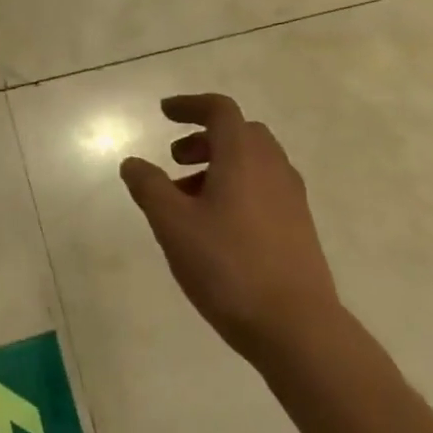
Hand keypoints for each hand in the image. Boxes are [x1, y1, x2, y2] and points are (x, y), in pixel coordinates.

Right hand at [119, 93, 339, 362]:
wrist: (296, 327)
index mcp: (243, 157)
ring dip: (219, 165)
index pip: (220, 110)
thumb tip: (133, 163)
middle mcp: (273, 168)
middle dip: (204, 138)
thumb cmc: (227, 266)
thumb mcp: (173, 224)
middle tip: (175, 159)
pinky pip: (264, 188)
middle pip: (240, 133)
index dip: (190, 105)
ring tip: (187, 199)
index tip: (164, 113)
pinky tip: (216, 225)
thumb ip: (149, 187)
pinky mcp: (299, 227)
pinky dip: (237, 187)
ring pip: (254, 162)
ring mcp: (291, 198)